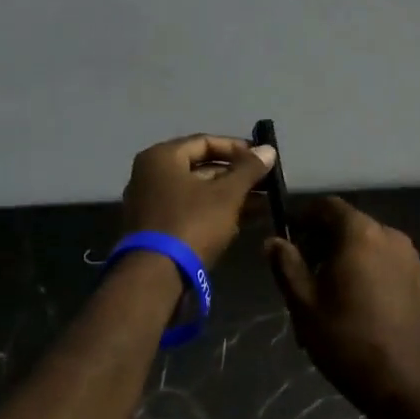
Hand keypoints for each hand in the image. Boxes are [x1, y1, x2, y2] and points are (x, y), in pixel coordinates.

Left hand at [121, 134, 277, 268]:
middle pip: (201, 167)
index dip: (237, 149)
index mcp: (161, 157)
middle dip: (237, 176)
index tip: (262, 159)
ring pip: (198, 192)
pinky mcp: (156, 229)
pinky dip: (215, 212)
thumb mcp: (226, 195)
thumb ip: (248, 170)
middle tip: (267, 183)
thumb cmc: (191, 223)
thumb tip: (269, 149)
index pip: (205, 142)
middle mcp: (150, 175)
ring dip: (231, 196)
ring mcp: (151, 203)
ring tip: (265, 203)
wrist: (155, 276)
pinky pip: (190, 211)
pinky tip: (245, 220)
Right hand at [265, 197, 419, 413]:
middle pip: (349, 223)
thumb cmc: (346, 340)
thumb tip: (273, 241)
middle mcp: (390, 236)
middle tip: (301, 268)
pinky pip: (386, 260)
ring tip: (325, 289)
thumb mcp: (303, 303)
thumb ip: (286, 265)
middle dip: (322, 239)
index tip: (287, 235)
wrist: (403, 385)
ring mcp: (410, 258)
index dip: (303, 216)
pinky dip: (366, 267)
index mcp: (360, 234)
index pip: (327, 206)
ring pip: (368, 243)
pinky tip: (354, 299)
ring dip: (344, 254)